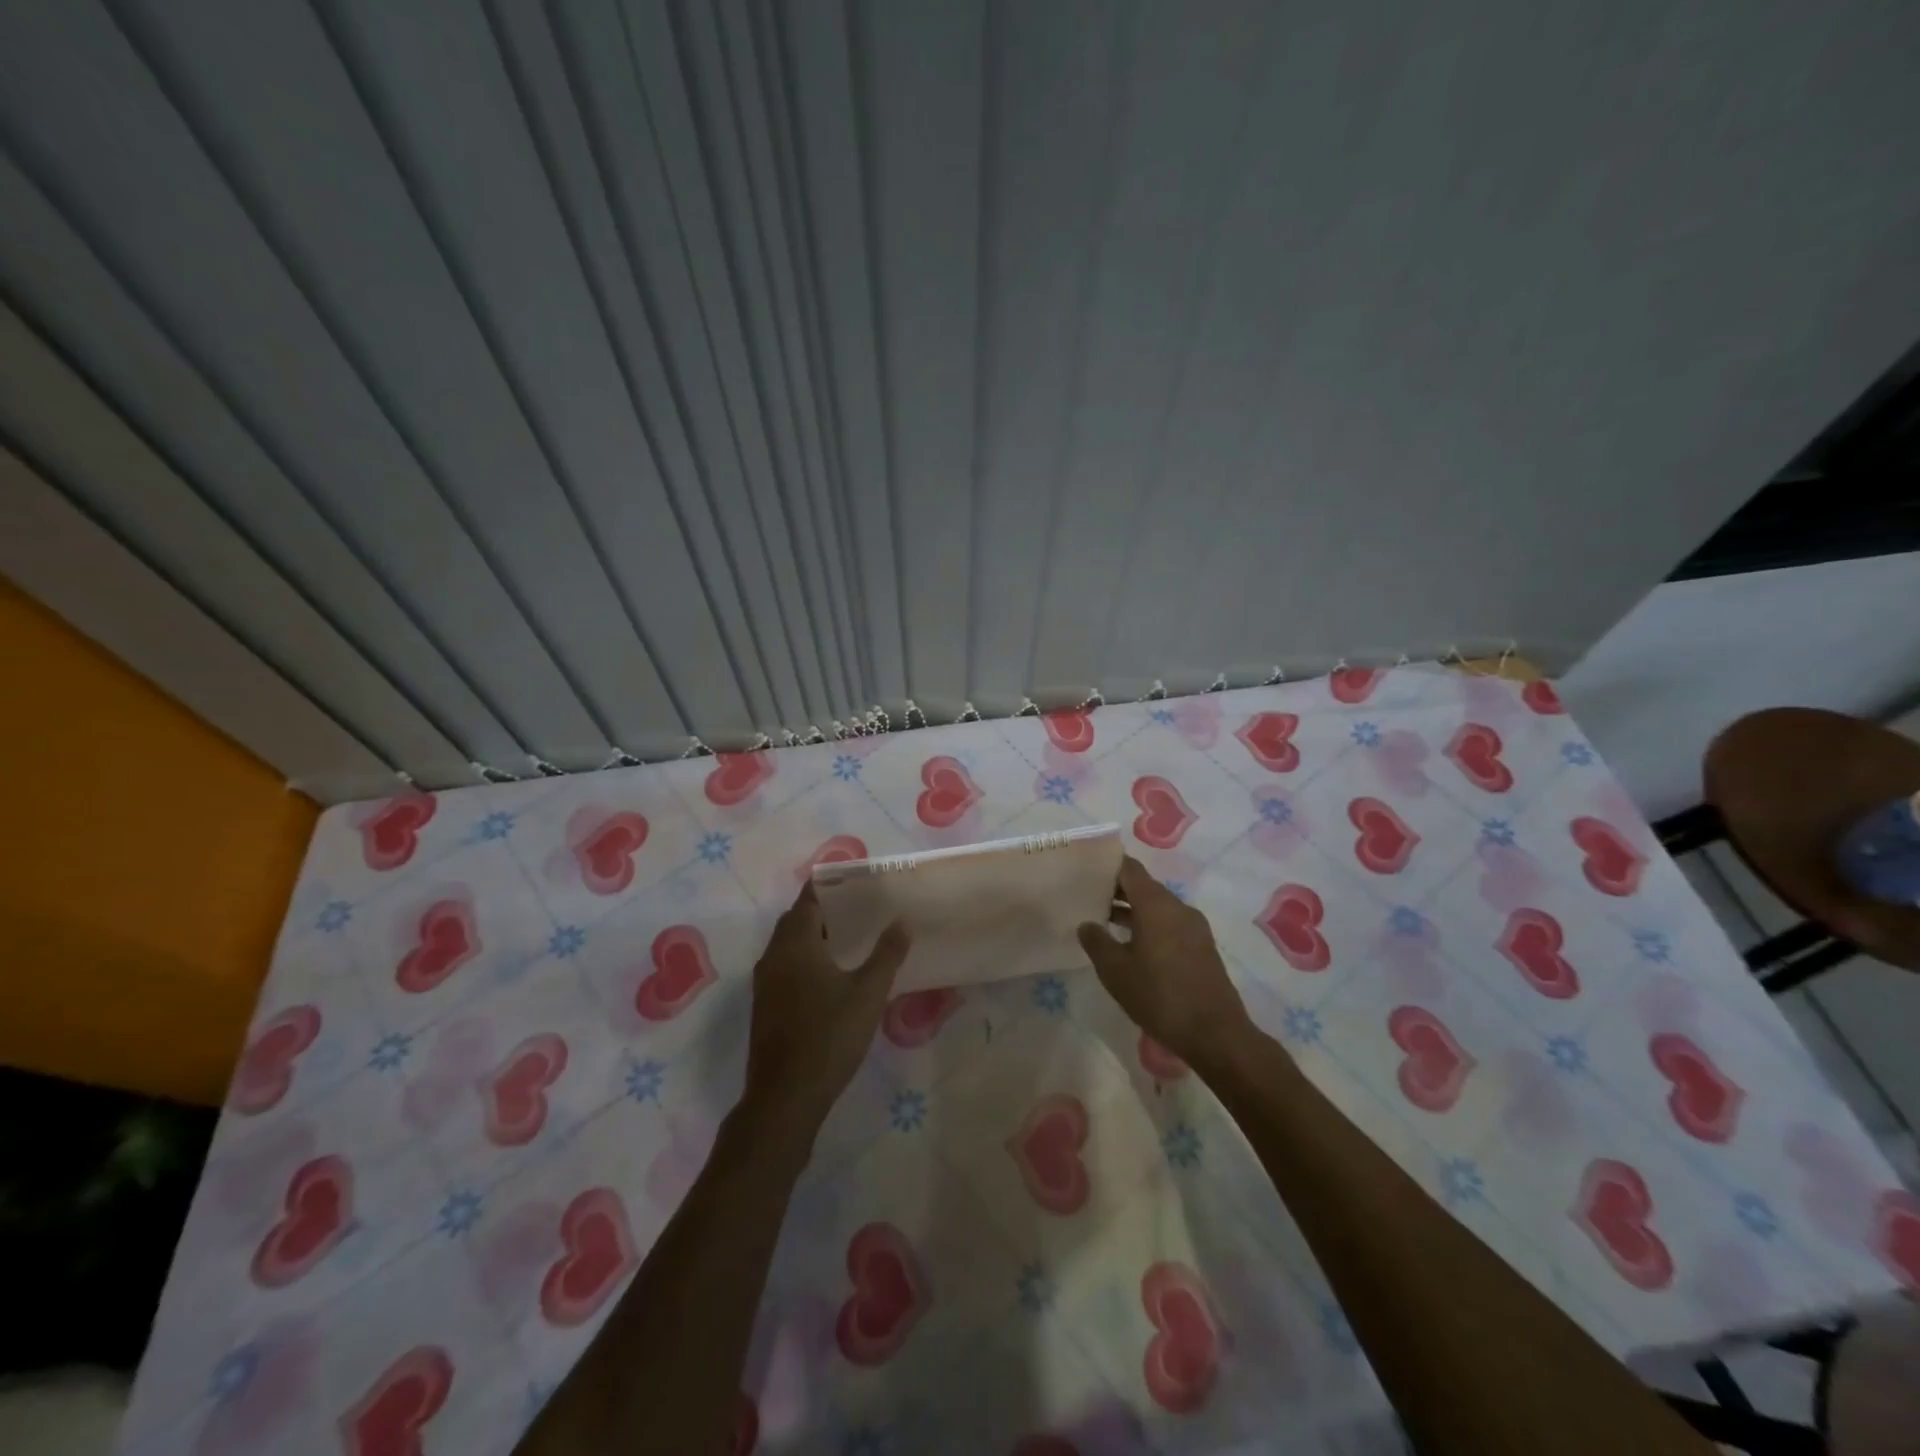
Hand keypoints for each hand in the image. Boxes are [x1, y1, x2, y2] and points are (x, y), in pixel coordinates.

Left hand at [742, 883, 910, 1138]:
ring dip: (813, 936)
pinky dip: (804, 958)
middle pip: (796, 920)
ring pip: (788, 945)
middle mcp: (774, 956)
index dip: (828, 886)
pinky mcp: (765, 1006)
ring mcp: (765, 983)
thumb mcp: (868, 993)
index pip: (808, 900)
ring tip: (849, 937)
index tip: (853, 879)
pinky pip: (784, 966)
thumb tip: (902, 921)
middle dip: (822, 910)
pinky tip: (830, 974)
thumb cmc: (829, 1036)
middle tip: (857, 908)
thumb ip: (887, 954)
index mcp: (796, 944)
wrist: (785, 1096)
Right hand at [1077, 857, 1250, 1066]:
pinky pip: (1169, 923)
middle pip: (1143, 886)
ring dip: (1132, 910)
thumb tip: (1086, 924)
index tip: (1085, 869)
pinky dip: (1149, 925)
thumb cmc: (1160, 997)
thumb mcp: (1116, 972)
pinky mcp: (1202, 946)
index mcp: (1156, 905)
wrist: (1215, 1034)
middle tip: (1088, 897)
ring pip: (1157, 906)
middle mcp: (1178, 907)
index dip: (1106, 865)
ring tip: (1104, 922)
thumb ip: (1096, 942)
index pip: (1129, 868)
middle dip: (1116, 889)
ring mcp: (1194, 927)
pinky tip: (1132, 945)